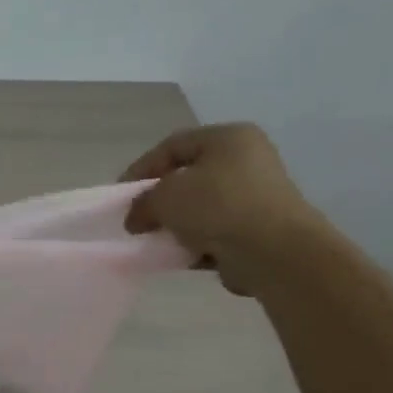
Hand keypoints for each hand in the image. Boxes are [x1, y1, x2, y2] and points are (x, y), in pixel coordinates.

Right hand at [120, 124, 331, 295]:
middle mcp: (247, 159)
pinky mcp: (259, 227)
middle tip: (136, 219)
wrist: (274, 252)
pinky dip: (195, 241)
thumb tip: (136, 218)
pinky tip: (179, 254)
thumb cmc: (217, 207)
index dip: (141, 169)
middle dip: (158, 200)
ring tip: (154, 240)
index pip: (172, 146)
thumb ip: (142, 202)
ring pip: (200, 206)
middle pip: (187, 177)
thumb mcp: (165, 197)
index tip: (119, 195)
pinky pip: (216, 230)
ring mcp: (256, 195)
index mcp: (228, 138)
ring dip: (175, 223)